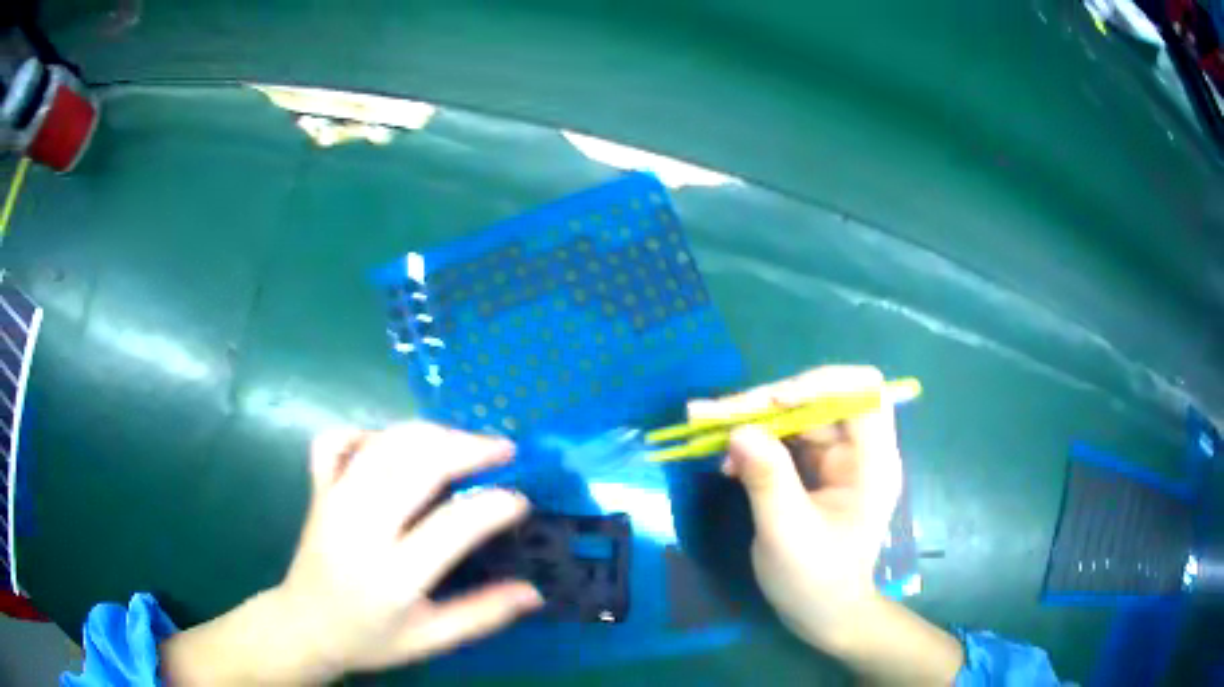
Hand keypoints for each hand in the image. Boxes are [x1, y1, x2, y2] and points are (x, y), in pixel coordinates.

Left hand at [161, 423, 541, 684]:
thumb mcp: (431, 640)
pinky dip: (368, 432)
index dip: (494, 506)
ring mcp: (333, 501)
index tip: (521, 501)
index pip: (453, 525)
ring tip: (463, 441)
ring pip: (383, 444)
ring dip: (430, 433)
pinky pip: (337, 441)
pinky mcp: (317, 489)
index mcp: (393, 576)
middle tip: (503, 450)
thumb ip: (482, 615)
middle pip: (417, 465)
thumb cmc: (370, 639)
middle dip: (467, 448)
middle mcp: (360, 528)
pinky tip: (392, 446)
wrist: (304, 627)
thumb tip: (534, 592)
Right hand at [687, 366, 901, 647]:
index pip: (863, 391)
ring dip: (754, 419)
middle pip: (820, 398)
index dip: (820, 384)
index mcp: (873, 461)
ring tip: (707, 430)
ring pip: (797, 415)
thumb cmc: (815, 580)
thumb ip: (767, 479)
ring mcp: (837, 459)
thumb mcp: (787, 532)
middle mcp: (859, 450)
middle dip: (768, 402)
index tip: (772, 403)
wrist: (823, 614)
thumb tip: (738, 429)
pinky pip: (785, 439)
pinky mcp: (816, 470)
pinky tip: (728, 462)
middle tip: (713, 414)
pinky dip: (756, 443)